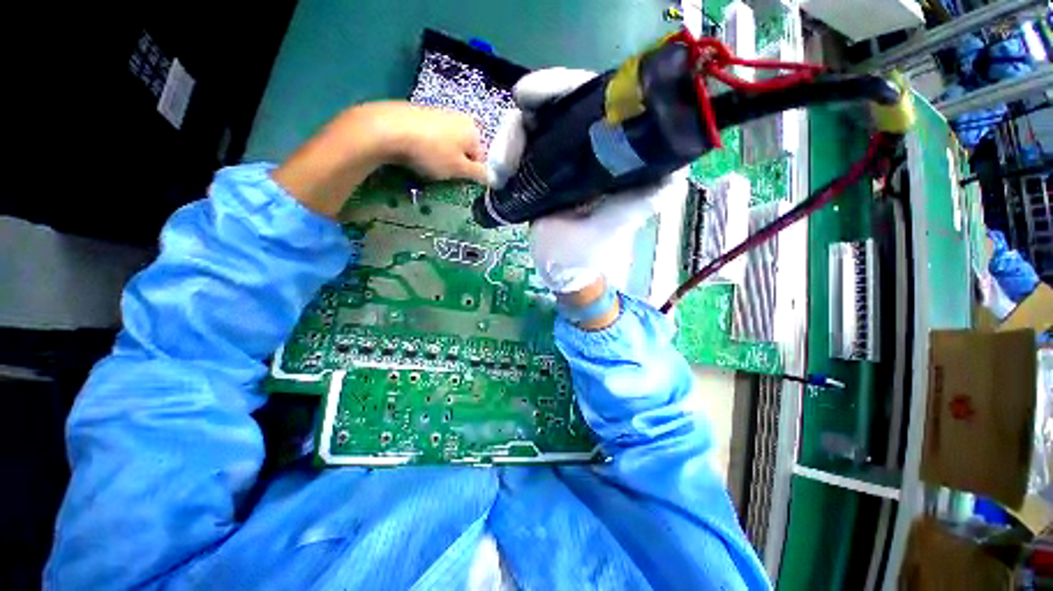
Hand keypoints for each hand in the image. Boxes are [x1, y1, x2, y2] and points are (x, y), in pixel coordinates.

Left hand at [273, 101, 485, 217]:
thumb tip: (495, 179)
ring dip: (443, 157)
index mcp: (474, 129)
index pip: (482, 158)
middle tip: (443, 173)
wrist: (388, 129)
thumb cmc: (431, 152)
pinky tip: (417, 153)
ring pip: (449, 144)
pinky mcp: (421, 112)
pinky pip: (433, 136)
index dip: (471, 173)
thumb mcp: (459, 169)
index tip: (458, 179)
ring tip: (427, 163)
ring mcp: (440, 112)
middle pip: (466, 150)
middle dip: (457, 163)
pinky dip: (428, 147)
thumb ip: (480, 174)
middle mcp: (460, 116)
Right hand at [487, 69, 686, 326]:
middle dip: (526, 115)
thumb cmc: (584, 256)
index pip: (593, 101)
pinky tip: (497, 179)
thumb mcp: (609, 232)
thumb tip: (674, 175)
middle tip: (507, 142)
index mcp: (611, 156)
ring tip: (498, 176)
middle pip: (555, 105)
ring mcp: (560, 157)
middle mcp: (587, 147)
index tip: (530, 97)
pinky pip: (518, 148)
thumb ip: (635, 206)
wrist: (559, 271)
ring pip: (530, 124)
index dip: (562, 88)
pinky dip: (502, 157)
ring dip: (507, 142)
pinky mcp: (539, 170)